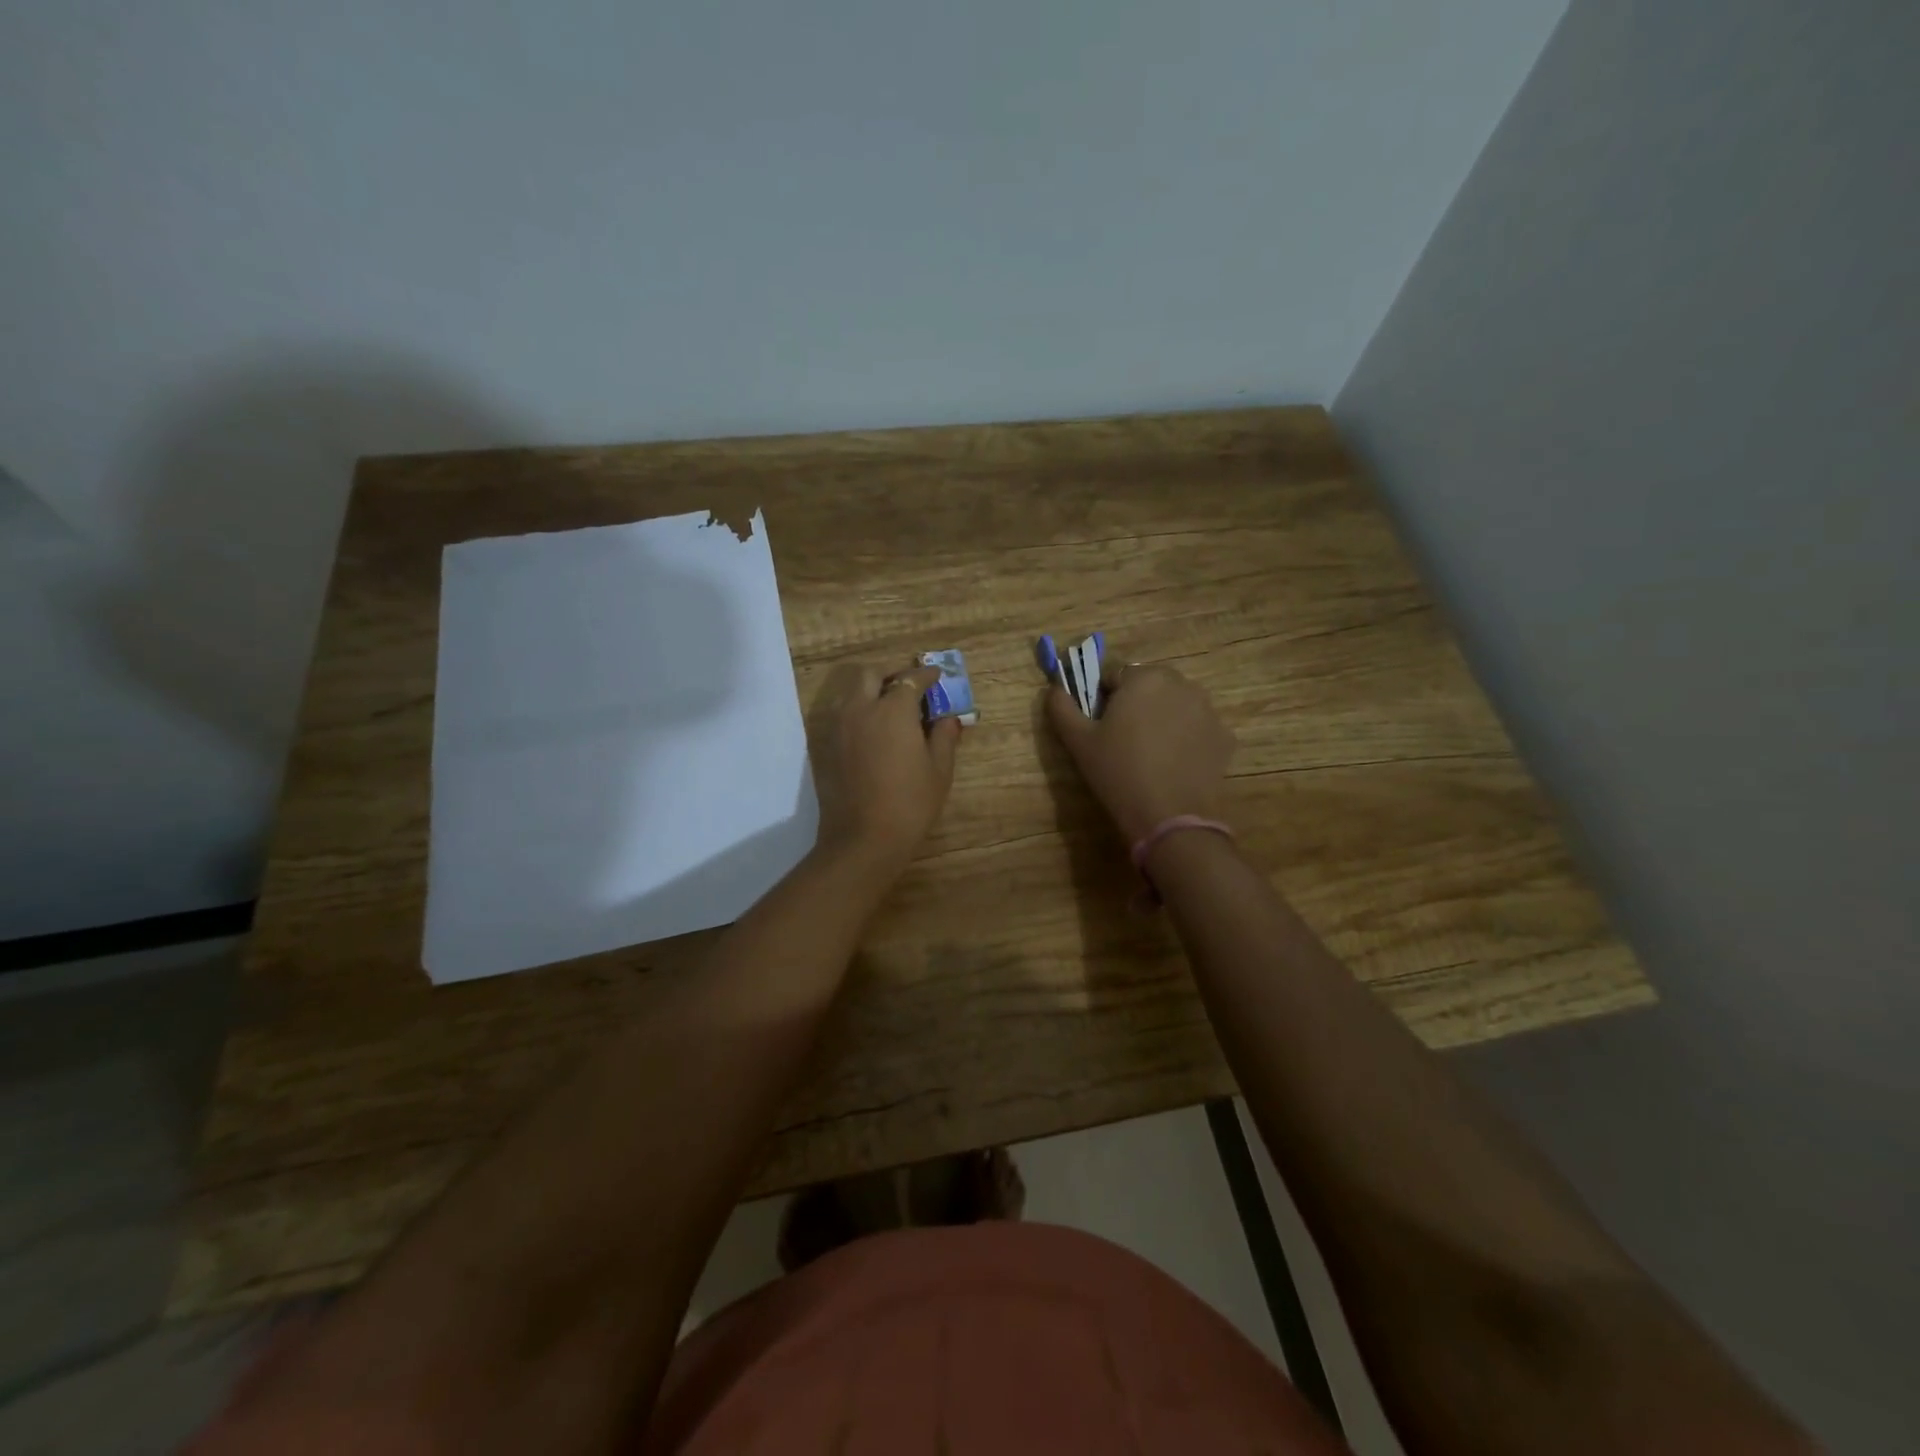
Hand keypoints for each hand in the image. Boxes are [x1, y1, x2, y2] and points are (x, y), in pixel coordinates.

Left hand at [810, 663, 961, 867]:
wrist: (863, 839)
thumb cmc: (910, 804)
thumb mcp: (939, 770)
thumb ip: (944, 737)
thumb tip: (948, 719)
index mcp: (893, 711)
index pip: (910, 679)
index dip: (926, 675)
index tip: (937, 677)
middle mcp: (861, 709)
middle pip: (872, 674)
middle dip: (892, 674)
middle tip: (909, 686)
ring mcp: (839, 727)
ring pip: (852, 692)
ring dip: (871, 690)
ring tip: (890, 707)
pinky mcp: (826, 745)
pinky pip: (842, 714)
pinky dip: (859, 711)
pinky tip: (873, 730)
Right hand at [1046, 662, 1235, 843]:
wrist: (1169, 817)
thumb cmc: (1118, 772)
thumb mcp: (1078, 741)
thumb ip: (1061, 708)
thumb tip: (1054, 689)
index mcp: (1144, 677)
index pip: (1115, 676)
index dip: (1103, 700)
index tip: (1101, 728)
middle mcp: (1182, 684)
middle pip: (1149, 686)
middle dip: (1136, 705)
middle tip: (1124, 742)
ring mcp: (1208, 710)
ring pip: (1176, 705)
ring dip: (1163, 719)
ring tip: (1151, 755)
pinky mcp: (1224, 737)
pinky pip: (1197, 728)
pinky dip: (1186, 739)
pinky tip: (1174, 766)